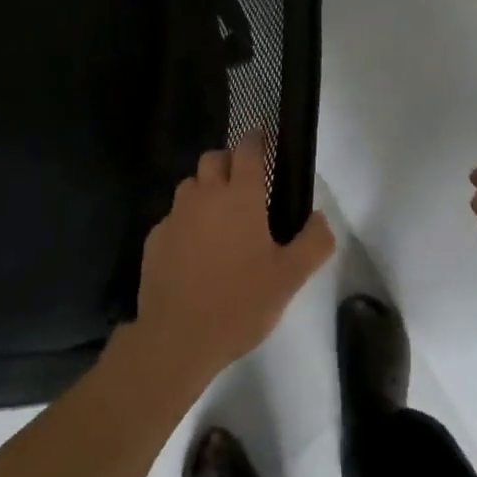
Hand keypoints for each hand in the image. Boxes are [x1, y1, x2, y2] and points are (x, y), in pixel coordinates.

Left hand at [132, 133, 334, 387]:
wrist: (176, 339)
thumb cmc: (239, 304)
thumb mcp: (289, 279)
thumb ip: (313, 243)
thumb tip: (321, 217)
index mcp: (240, 197)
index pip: (248, 150)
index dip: (256, 139)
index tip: (262, 137)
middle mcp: (205, 196)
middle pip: (213, 158)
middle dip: (228, 161)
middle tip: (243, 184)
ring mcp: (175, 216)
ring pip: (190, 185)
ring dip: (204, 190)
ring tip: (218, 218)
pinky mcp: (155, 238)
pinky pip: (173, 217)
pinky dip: (185, 223)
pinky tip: (193, 251)